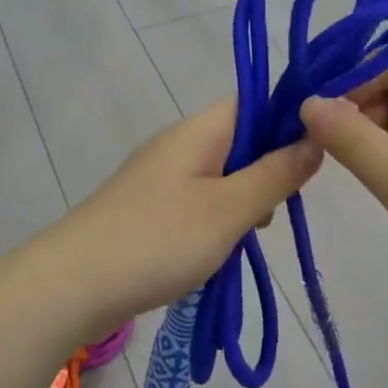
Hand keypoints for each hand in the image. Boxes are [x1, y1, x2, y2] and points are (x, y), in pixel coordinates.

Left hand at [36, 100, 322, 339]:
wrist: (71, 285)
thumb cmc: (159, 239)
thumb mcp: (230, 208)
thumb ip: (276, 174)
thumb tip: (314, 139)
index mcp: (199, 130)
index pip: (254, 102)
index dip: (289, 120)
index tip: (316, 154)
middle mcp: (178, 143)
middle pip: (240, 139)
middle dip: (269, 169)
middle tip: (279, 208)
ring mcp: (159, 176)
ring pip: (221, 174)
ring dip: (244, 199)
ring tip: (249, 236)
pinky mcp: (147, 208)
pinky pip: (197, 200)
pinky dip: (217, 219)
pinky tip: (220, 250)